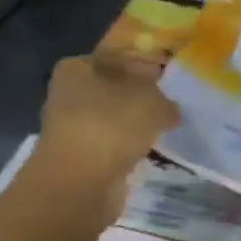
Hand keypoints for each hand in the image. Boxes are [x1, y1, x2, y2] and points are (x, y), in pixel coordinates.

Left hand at [28, 52, 180, 222]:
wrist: (80, 185)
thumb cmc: (111, 126)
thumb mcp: (151, 102)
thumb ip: (164, 100)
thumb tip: (169, 109)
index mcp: (76, 68)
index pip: (115, 55)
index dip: (143, 61)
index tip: (169, 73)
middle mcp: (68, 95)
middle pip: (113, 88)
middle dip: (141, 95)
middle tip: (172, 100)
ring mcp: (72, 129)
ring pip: (113, 119)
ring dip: (135, 124)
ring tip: (168, 126)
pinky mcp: (80, 159)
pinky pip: (113, 145)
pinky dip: (129, 148)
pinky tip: (152, 150)